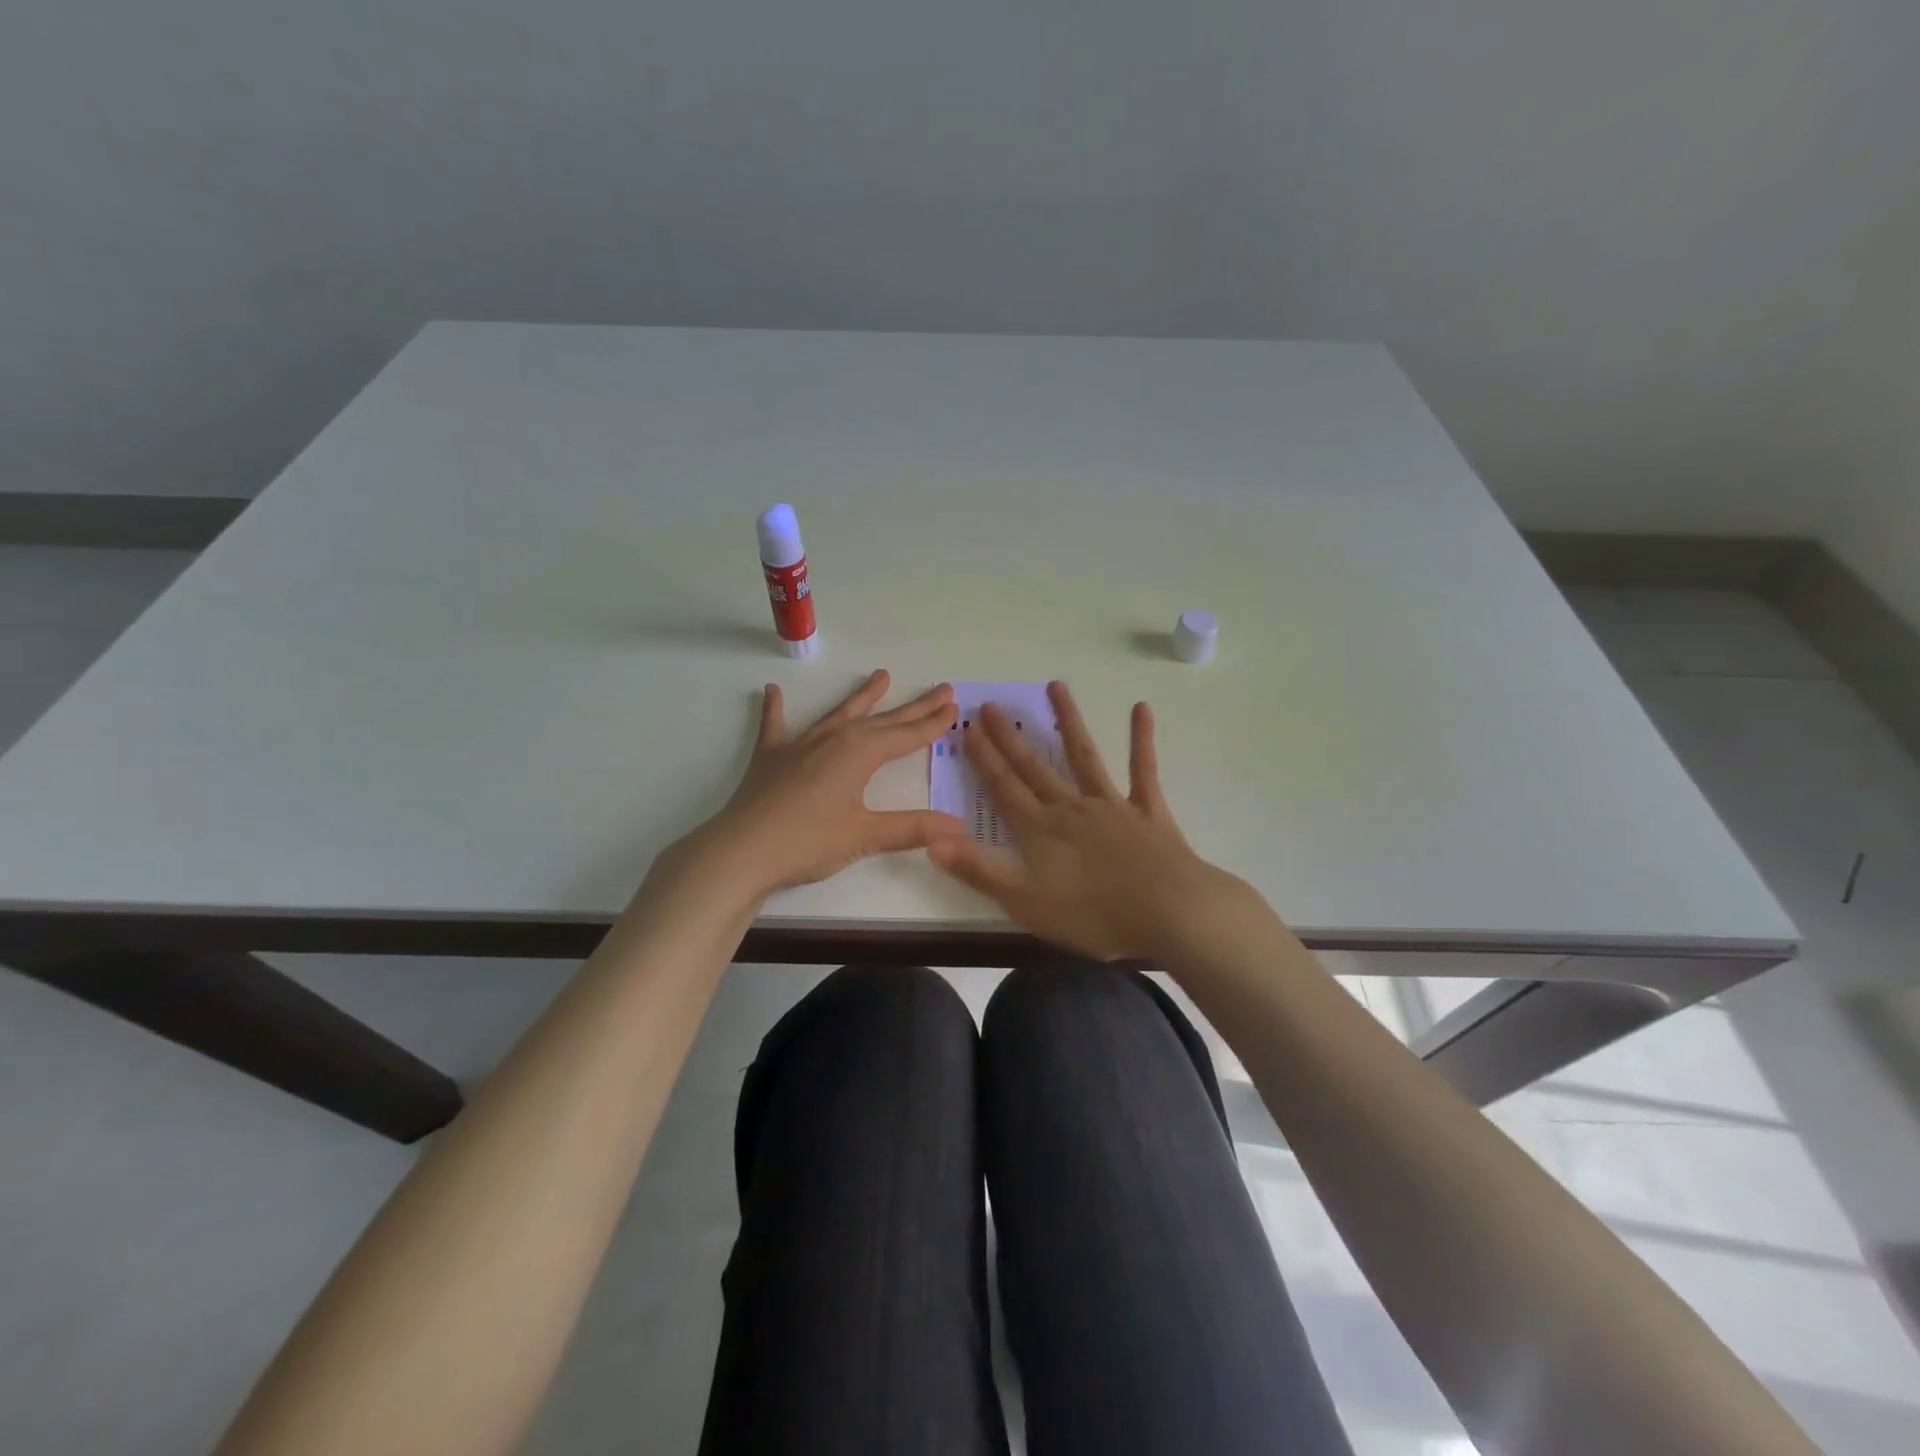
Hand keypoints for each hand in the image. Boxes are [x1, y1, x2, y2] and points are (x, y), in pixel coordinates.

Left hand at [687, 670, 964, 898]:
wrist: (741, 851)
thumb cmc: (808, 842)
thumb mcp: (865, 836)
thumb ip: (913, 828)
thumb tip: (959, 826)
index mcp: (860, 753)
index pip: (907, 735)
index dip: (933, 723)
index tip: (954, 707)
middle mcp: (834, 739)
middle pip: (882, 719)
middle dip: (914, 706)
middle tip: (941, 688)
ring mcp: (799, 744)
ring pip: (839, 714)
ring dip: (862, 697)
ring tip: (881, 676)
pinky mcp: (771, 758)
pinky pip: (775, 726)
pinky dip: (775, 709)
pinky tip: (772, 691)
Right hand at [928, 681, 1249, 959]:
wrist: (1171, 913)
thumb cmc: (1095, 916)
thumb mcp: (1026, 903)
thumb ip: (979, 871)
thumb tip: (933, 841)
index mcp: (1041, 831)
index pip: (1003, 788)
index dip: (984, 759)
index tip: (968, 727)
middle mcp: (1071, 808)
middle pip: (1034, 767)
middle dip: (1010, 737)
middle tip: (992, 704)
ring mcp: (1112, 805)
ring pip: (1084, 756)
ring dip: (1068, 722)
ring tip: (1056, 686)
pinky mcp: (1148, 811)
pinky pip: (1144, 770)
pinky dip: (1141, 740)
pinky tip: (1141, 710)